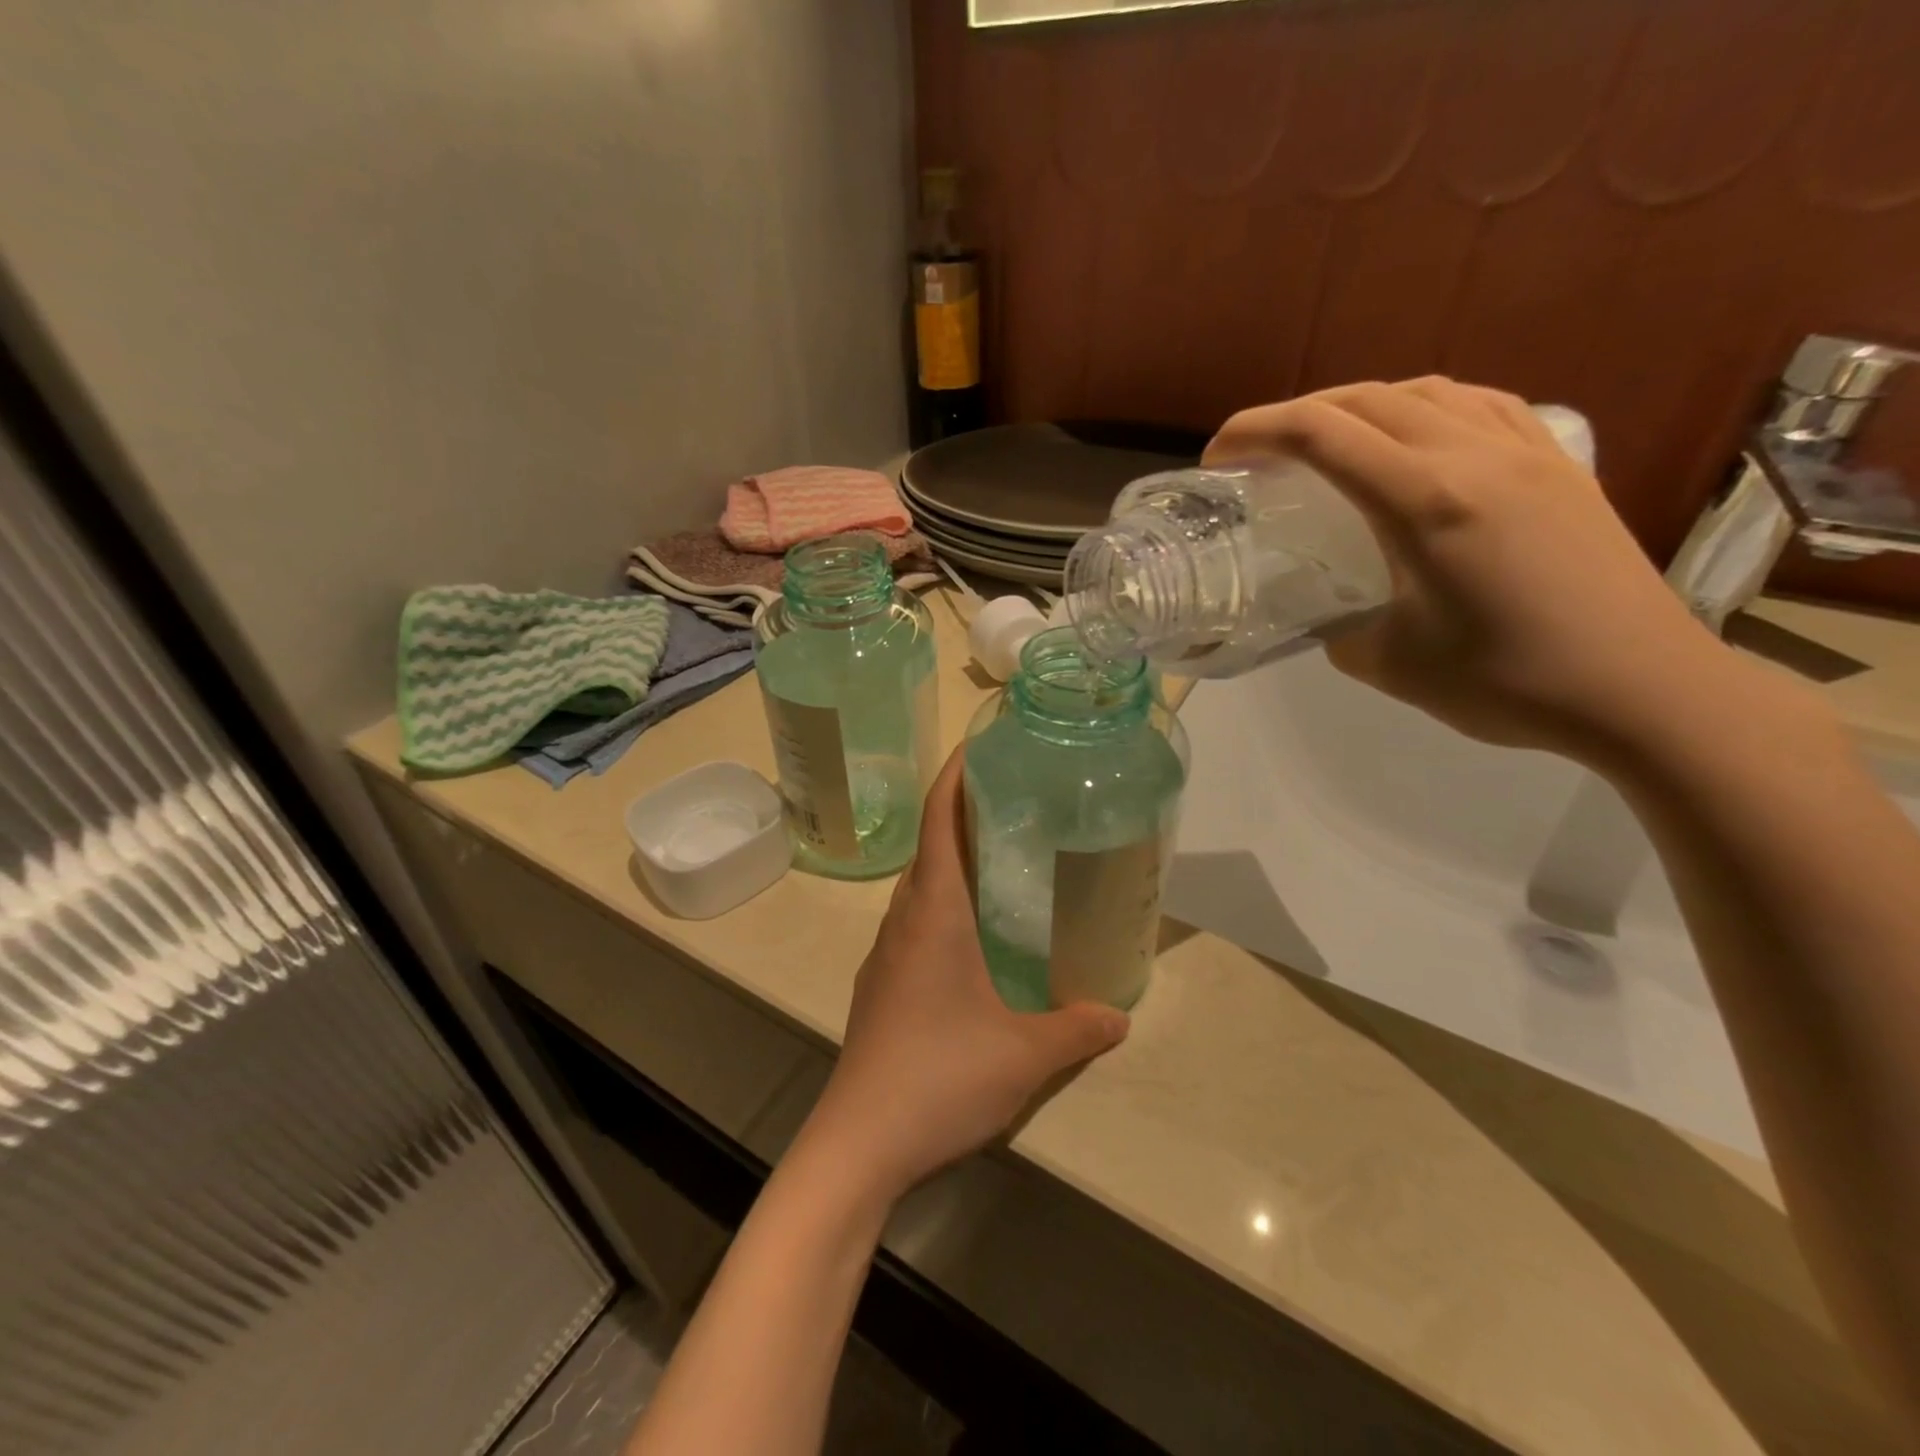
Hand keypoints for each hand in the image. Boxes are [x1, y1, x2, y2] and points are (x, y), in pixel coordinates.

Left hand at [798, 750, 1130, 1204]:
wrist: (858, 1142)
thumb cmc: (939, 1077)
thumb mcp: (1023, 1054)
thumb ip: (1076, 1028)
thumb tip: (1120, 1013)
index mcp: (933, 914)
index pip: (938, 823)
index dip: (954, 778)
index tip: (979, 747)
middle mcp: (903, 922)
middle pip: (929, 849)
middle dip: (961, 816)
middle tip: (1011, 804)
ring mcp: (886, 956)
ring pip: (919, 889)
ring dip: (950, 863)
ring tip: (999, 861)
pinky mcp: (882, 987)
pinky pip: (914, 924)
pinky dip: (942, 906)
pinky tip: (973, 938)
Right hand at [1205, 377, 1770, 767]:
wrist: (1640, 689)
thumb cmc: (1507, 682)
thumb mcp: (1388, 664)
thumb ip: (1337, 626)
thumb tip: (1325, 610)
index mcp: (1425, 501)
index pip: (1322, 434)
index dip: (1255, 432)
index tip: (1217, 456)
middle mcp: (1474, 455)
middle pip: (1366, 399)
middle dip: (1296, 414)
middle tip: (1258, 453)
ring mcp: (1526, 451)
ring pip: (1425, 391)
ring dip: (1359, 404)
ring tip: (1328, 441)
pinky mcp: (1559, 464)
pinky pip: (1480, 404)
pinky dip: (1426, 406)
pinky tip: (1415, 435)